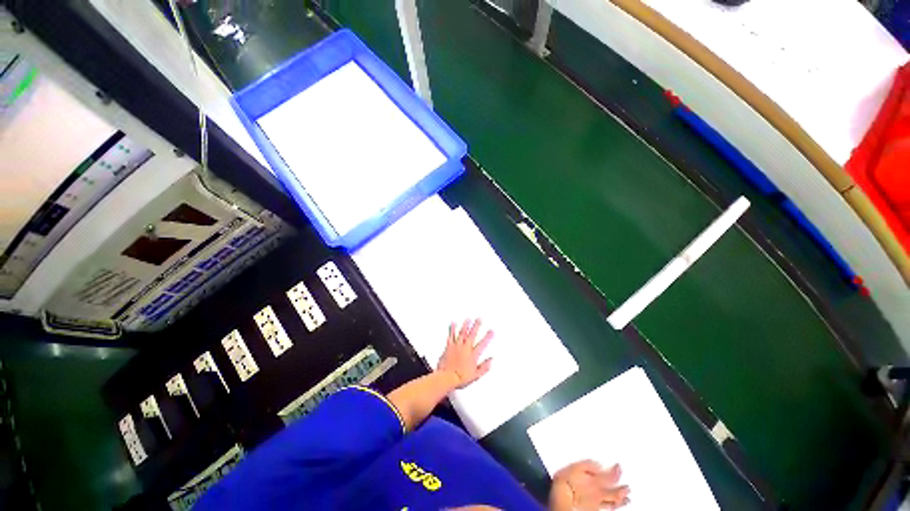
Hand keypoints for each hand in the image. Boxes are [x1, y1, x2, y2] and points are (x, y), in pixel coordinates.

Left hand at [436, 318, 493, 388]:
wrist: (447, 377)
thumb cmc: (460, 378)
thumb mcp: (476, 376)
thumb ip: (484, 367)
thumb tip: (490, 361)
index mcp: (473, 355)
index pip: (483, 344)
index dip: (488, 337)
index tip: (492, 331)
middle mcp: (465, 348)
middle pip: (472, 335)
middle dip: (476, 326)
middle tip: (479, 319)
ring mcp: (457, 346)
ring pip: (462, 333)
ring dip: (465, 325)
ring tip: (468, 319)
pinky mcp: (449, 346)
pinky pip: (451, 335)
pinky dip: (452, 328)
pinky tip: (453, 322)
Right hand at [549, 461, 629, 510]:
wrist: (561, 497)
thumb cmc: (566, 481)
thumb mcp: (575, 466)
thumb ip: (588, 465)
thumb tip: (598, 463)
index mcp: (596, 480)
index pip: (611, 476)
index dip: (616, 471)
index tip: (619, 466)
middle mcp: (599, 492)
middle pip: (614, 491)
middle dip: (622, 489)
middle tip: (628, 487)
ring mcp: (597, 502)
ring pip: (612, 501)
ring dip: (620, 499)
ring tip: (626, 498)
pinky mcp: (593, 508)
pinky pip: (607, 507)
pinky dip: (613, 506)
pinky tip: (614, 505)